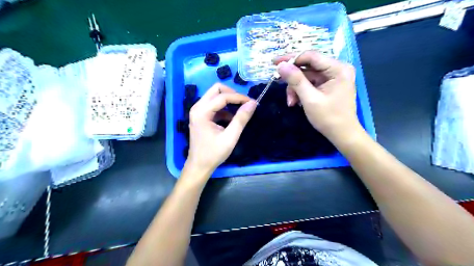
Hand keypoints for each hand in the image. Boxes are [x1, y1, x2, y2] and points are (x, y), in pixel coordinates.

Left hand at [186, 83, 257, 175]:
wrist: (199, 166)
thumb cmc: (213, 153)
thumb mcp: (230, 137)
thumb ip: (241, 119)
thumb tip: (253, 103)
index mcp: (202, 112)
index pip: (223, 96)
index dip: (239, 97)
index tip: (253, 103)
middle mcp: (197, 107)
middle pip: (216, 89)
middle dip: (232, 94)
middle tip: (244, 104)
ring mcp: (198, 111)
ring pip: (215, 96)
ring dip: (229, 101)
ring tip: (241, 111)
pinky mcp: (201, 116)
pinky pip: (215, 105)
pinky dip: (225, 109)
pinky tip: (232, 120)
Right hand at [277, 51, 360, 144]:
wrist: (342, 135)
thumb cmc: (329, 118)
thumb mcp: (310, 99)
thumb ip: (296, 81)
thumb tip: (281, 65)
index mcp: (338, 69)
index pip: (311, 56)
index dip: (291, 58)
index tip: (275, 63)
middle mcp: (336, 69)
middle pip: (308, 66)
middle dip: (293, 79)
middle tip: (277, 81)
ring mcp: (332, 77)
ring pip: (306, 76)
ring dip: (295, 88)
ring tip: (291, 102)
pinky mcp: (328, 85)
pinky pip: (310, 83)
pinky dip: (301, 92)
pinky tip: (297, 102)